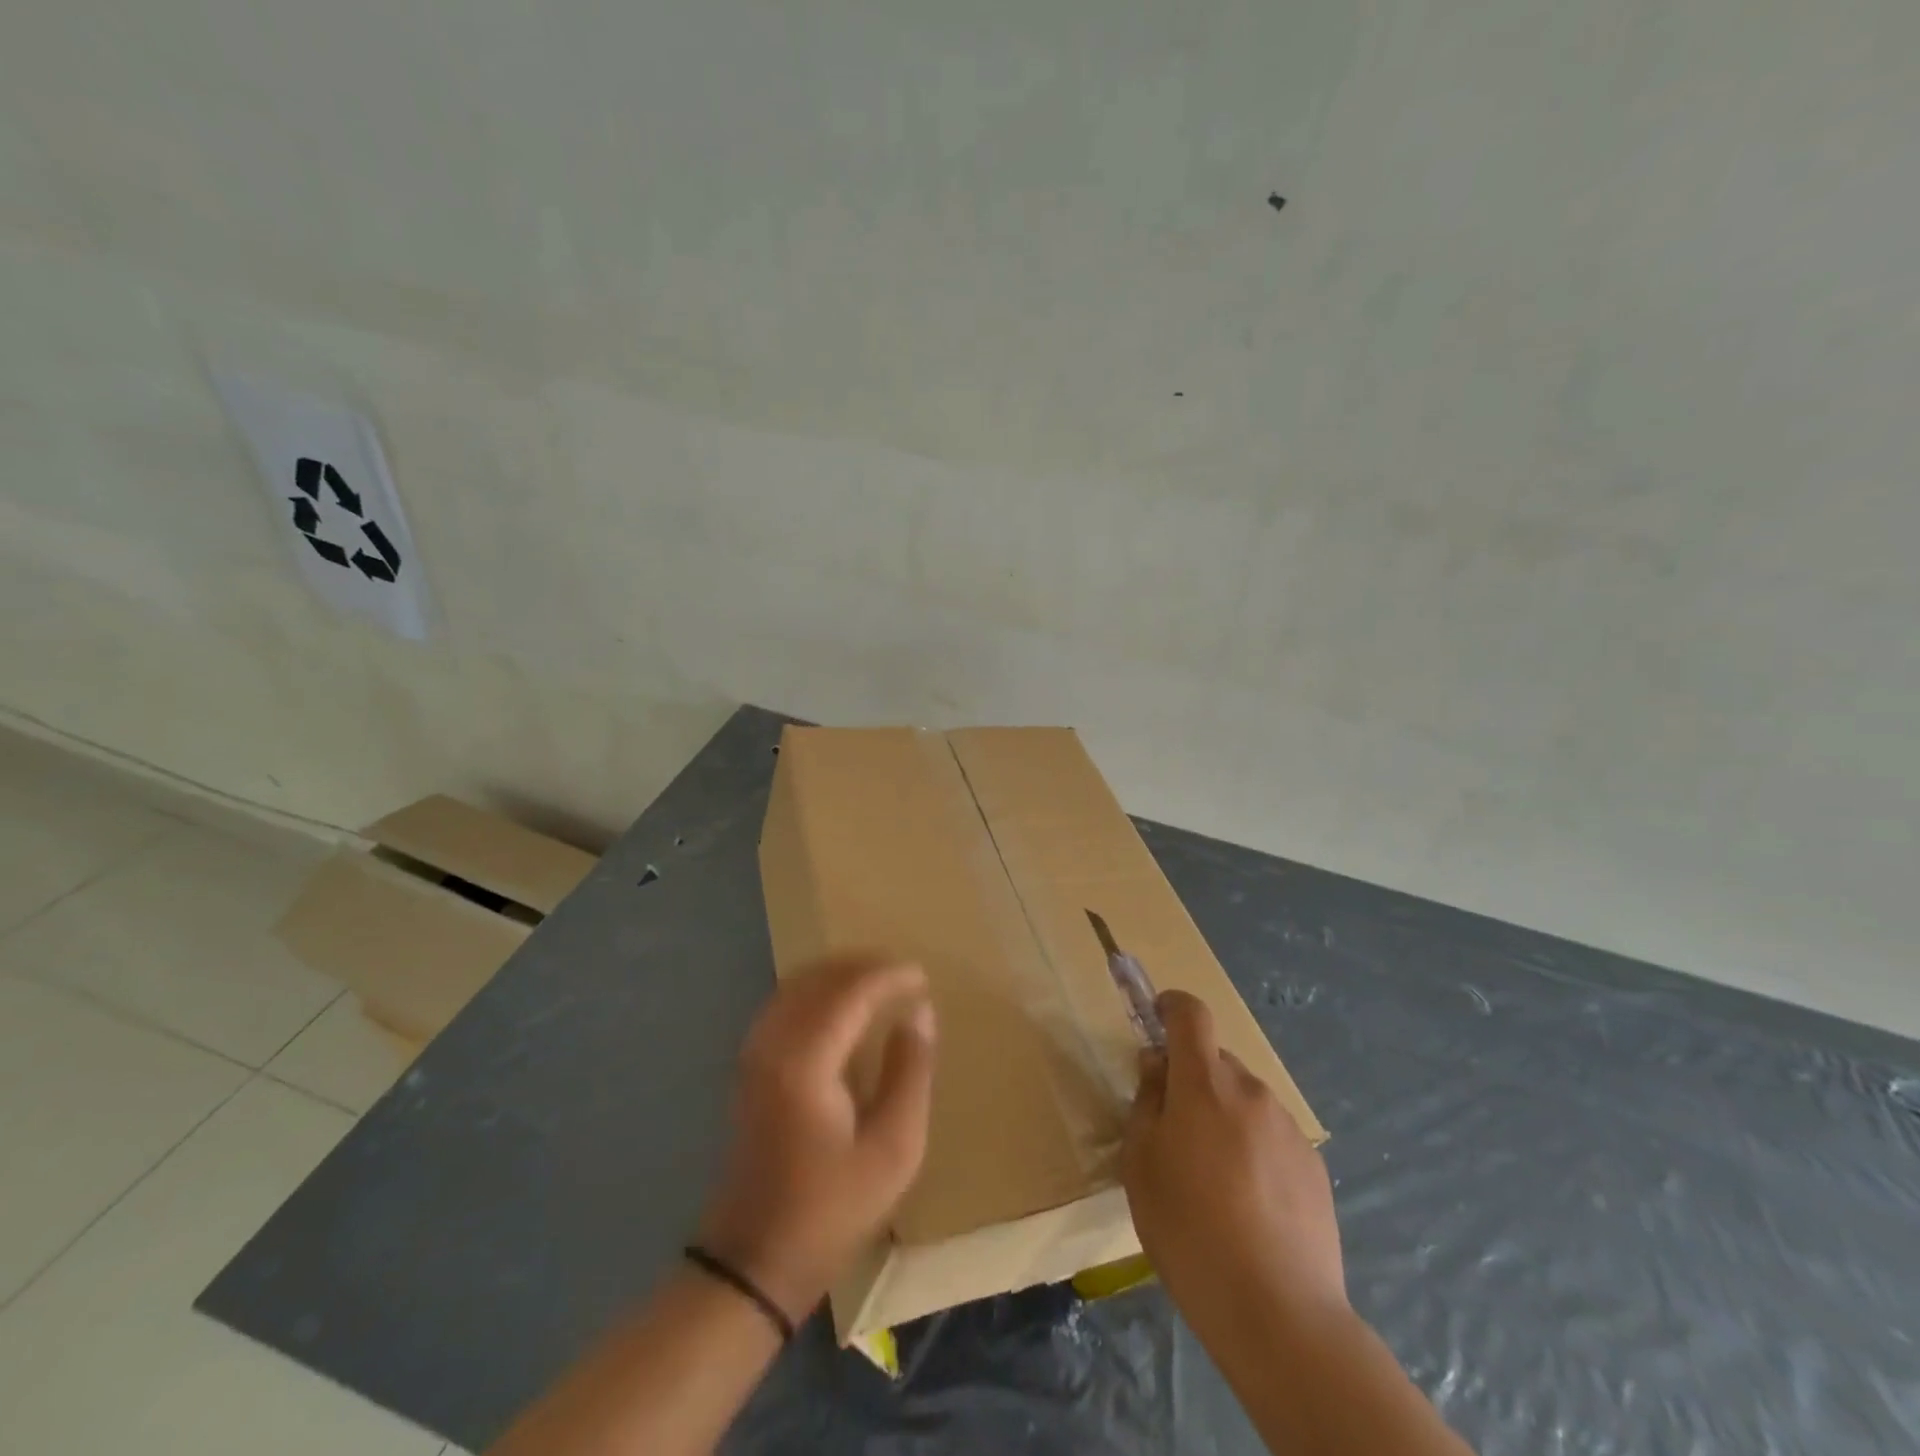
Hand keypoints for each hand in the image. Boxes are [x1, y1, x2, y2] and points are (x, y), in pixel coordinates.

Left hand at [696, 954, 935, 1327]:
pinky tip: (840, 1007)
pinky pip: (784, 1005)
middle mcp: (773, 1044)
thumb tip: (919, 1013)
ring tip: (879, 983)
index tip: (922, 976)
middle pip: (818, 978)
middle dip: (863, 966)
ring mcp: (754, 1055)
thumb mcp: (893, 1148)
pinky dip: (816, 991)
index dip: (888, 976)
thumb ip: (911, 1071)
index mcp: (807, 1061)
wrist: (754, 1262)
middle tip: (904, 975)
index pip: (850, 991)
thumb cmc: (831, 1209)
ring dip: (838, 975)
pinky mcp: (749, 1068)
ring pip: (796, 986)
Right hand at [1122, 990, 1345, 1337]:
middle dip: (1193, 1080)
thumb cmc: (1189, 1230)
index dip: (1172, 1006)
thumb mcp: (1141, 1163)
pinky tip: (1247, 1205)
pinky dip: (1253, 1150)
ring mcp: (1288, 1129)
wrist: (1279, 1313)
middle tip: (1175, 1131)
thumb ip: (1146, 1102)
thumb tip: (1156, 1066)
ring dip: (1224, 1118)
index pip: (1191, 1015)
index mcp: (1204, 1083)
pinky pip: (1271, 1137)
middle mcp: (1251, 1092)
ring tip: (1213, 1180)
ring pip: (1245, 1102)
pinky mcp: (1314, 1167)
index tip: (1156, 1017)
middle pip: (1216, 1063)